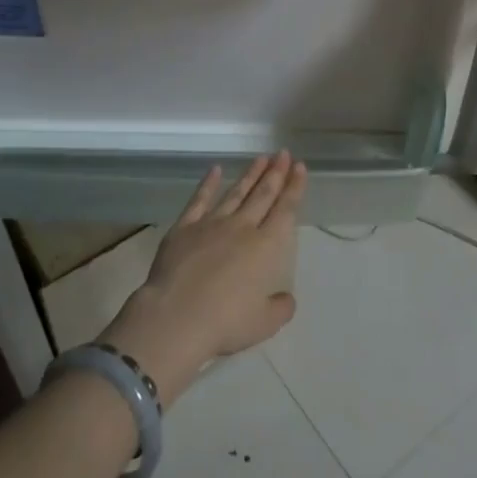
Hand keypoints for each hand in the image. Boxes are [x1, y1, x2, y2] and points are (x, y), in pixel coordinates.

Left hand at [99, 152, 305, 407]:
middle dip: (276, 173)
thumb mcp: (264, 323)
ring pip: (236, 193)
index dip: (294, 188)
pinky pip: (199, 200)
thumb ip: (280, 308)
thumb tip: (286, 298)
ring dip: (250, 175)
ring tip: (261, 158)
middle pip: (263, 195)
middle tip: (283, 153)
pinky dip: (208, 184)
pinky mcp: (184, 228)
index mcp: (265, 247)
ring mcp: (211, 224)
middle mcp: (242, 228)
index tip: (300, 167)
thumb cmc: (225, 322)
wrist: (176, 316)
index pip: (285, 210)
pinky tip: (215, 170)